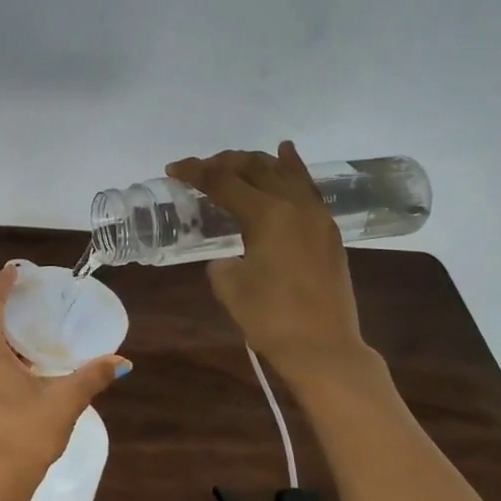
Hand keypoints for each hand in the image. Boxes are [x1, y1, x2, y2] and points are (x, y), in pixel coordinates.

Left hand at [0, 264, 127, 492]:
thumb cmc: (26, 433)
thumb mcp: (64, 400)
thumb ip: (92, 376)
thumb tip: (122, 362)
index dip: (3, 283)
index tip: (17, 269)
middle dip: (4, 304)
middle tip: (31, 293)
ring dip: (2, 330)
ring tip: (31, 321)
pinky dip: (0, 350)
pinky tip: (24, 358)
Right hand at [166, 141, 374, 386]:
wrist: (323, 348)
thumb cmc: (270, 318)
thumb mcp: (228, 285)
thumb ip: (221, 258)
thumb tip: (229, 254)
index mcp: (267, 215)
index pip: (223, 182)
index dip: (195, 172)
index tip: (173, 169)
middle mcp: (294, 205)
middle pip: (254, 168)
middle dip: (223, 163)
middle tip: (200, 170)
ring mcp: (316, 215)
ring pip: (283, 171)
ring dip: (255, 162)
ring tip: (233, 163)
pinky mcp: (327, 230)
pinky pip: (306, 186)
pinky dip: (292, 167)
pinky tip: (284, 152)